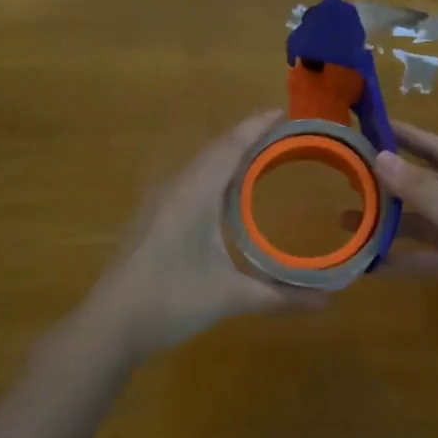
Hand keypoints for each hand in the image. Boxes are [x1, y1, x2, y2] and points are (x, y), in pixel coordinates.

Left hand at [85, 111, 328, 356]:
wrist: (111, 325)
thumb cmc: (170, 302)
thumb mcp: (230, 298)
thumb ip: (279, 297)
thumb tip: (326, 302)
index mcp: (194, 195)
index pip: (230, 147)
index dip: (257, 126)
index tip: (285, 112)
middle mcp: (175, 189)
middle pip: (216, 151)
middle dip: (249, 137)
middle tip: (285, 134)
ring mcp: (160, 203)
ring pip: (201, 166)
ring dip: (231, 156)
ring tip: (263, 156)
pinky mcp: (154, 218)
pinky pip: (191, 182)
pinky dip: (217, 176)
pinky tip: (229, 194)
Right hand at [373, 122, 437, 335]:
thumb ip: (422, 190)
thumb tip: (380, 157)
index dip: (409, 139)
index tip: (375, 127)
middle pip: (428, 187)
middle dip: (392, 184)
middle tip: (352, 176)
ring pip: (423, 224)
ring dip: (389, 224)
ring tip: (348, 220)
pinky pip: (427, 257)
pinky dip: (402, 260)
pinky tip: (370, 264)